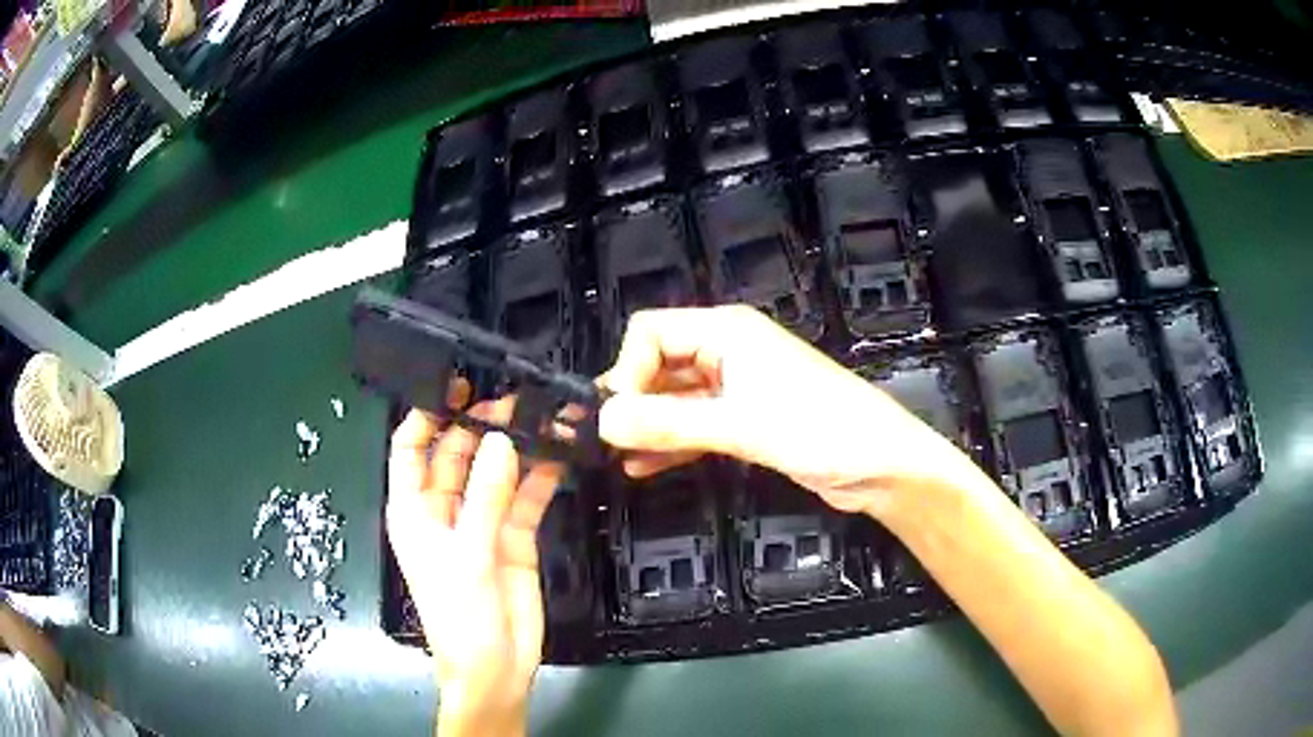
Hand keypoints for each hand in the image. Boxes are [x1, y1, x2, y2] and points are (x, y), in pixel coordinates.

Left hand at [387, 386, 562, 736]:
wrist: (497, 668)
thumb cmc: (459, 615)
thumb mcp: (466, 554)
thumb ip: (485, 497)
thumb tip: (502, 440)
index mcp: (414, 510)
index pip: (410, 448)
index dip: (426, 414)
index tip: (455, 385)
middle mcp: (444, 509)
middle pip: (457, 452)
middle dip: (481, 425)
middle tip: (516, 397)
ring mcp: (481, 521)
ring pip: (495, 471)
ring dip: (515, 446)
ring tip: (542, 415)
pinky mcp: (514, 536)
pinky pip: (525, 496)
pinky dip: (540, 475)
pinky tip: (559, 453)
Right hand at [599, 306, 970, 517]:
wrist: (882, 465)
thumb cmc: (821, 430)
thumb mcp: (740, 426)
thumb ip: (669, 423)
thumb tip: (602, 422)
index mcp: (727, 331)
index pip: (651, 332)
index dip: (626, 370)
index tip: (616, 417)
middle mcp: (727, 351)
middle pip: (659, 363)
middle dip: (631, 399)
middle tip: (603, 441)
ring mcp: (737, 387)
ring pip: (675, 398)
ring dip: (648, 424)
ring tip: (616, 456)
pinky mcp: (747, 420)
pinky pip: (695, 424)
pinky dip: (671, 443)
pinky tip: (643, 467)